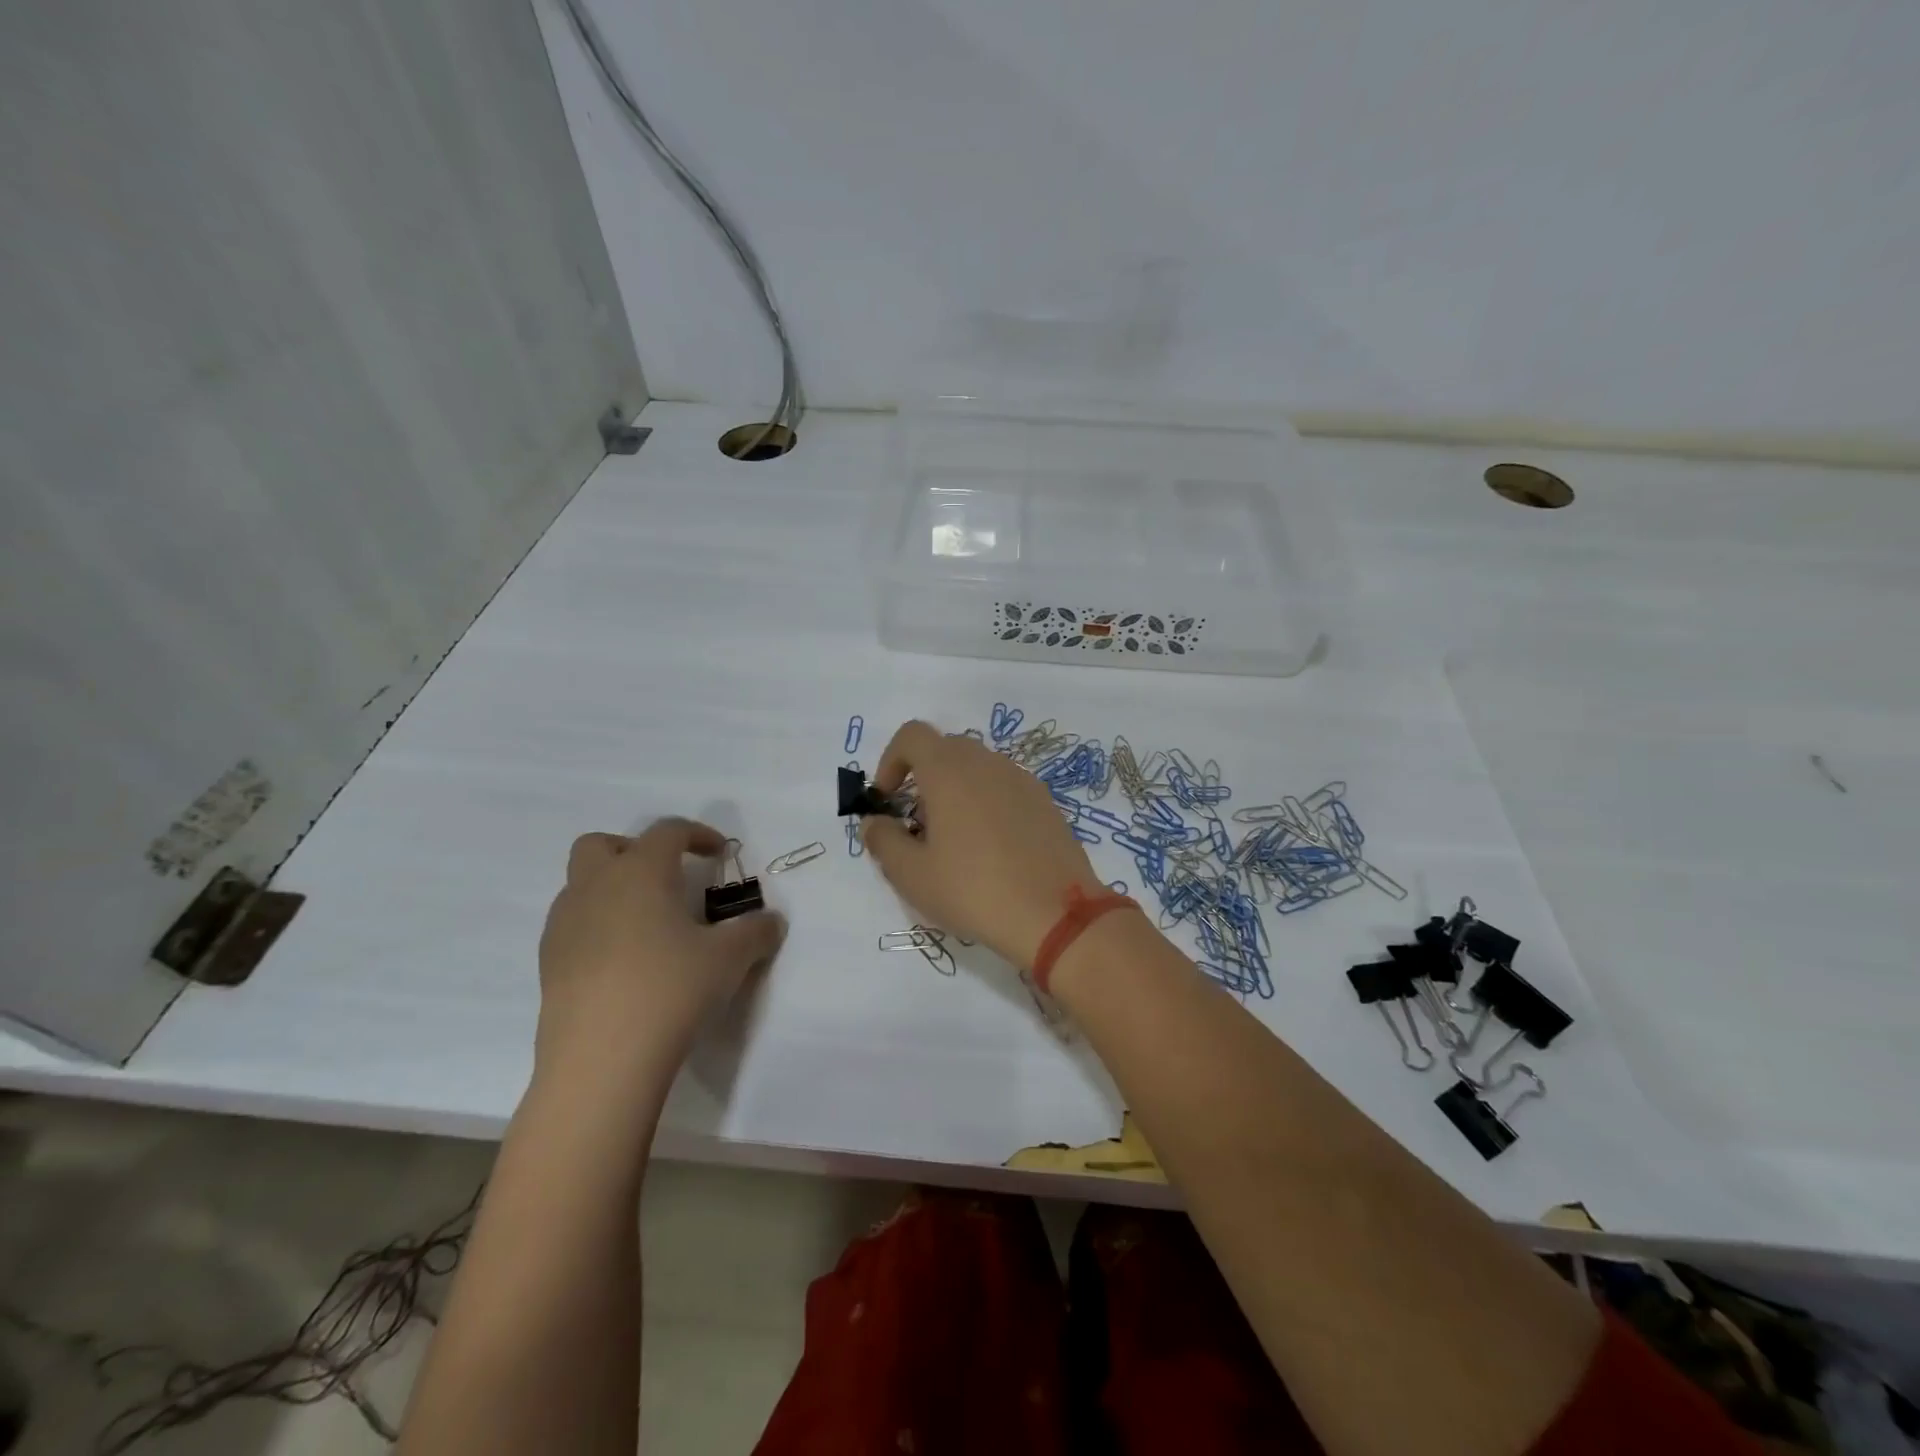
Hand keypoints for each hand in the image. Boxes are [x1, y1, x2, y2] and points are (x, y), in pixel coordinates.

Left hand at [534, 818, 785, 1098]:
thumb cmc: (670, 990)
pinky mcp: (549, 964)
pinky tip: (625, 962)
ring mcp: (564, 926)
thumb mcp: (730, 958)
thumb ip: (756, 932)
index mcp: (640, 872)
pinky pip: (573, 925)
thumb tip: (772, 922)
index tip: (720, 854)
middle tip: (667, 879)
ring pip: (581, 885)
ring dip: (613, 889)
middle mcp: (595, 887)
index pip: (668, 831)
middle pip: (602, 845)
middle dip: (634, 850)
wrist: (601, 1061)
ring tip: (649, 925)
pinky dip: (597, 927)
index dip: (697, 834)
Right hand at [862, 721, 1103, 968]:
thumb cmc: (974, 890)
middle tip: (918, 827)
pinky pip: (1005, 789)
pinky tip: (993, 850)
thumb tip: (874, 822)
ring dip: (957, 792)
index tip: (888, 800)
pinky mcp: (1046, 802)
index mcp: (950, 770)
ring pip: (978, 770)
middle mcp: (987, 762)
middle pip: (945, 750)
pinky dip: (987, 804)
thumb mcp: (912, 875)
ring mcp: (1022, 779)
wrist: (1056, 915)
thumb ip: (883, 841)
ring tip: (956, 843)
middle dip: (923, 779)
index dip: (891, 761)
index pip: (912, 735)